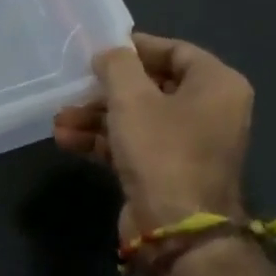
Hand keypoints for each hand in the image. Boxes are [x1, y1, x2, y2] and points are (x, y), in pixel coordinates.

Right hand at [53, 33, 252, 239]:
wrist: (175, 228)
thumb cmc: (162, 150)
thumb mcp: (132, 97)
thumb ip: (117, 65)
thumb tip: (108, 54)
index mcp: (217, 85)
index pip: (176, 51)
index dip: (136, 48)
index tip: (100, 48)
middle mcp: (209, 112)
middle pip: (152, 87)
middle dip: (106, 90)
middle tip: (74, 88)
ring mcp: (188, 145)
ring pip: (137, 118)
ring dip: (96, 117)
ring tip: (59, 119)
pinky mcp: (166, 172)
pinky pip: (132, 145)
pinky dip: (102, 141)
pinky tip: (66, 140)